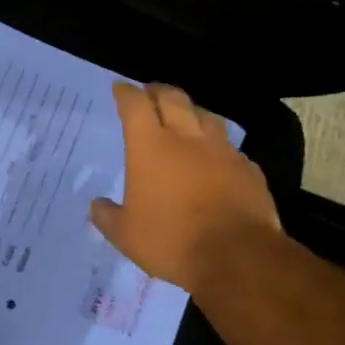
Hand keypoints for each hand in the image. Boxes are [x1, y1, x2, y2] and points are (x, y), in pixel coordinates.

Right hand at [89, 82, 279, 292]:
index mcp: (150, 147)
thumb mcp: (125, 235)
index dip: (126, 93)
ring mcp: (222, 152)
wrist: (237, 257)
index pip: (135, 105)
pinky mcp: (248, 170)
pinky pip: (231, 149)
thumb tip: (96, 205)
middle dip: (158, 91)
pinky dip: (220, 147)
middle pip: (173, 99)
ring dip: (192, 111)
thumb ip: (107, 216)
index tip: (120, 88)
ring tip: (186, 117)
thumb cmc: (171, 240)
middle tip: (151, 92)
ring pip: (207, 116)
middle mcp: (186, 139)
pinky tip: (218, 158)